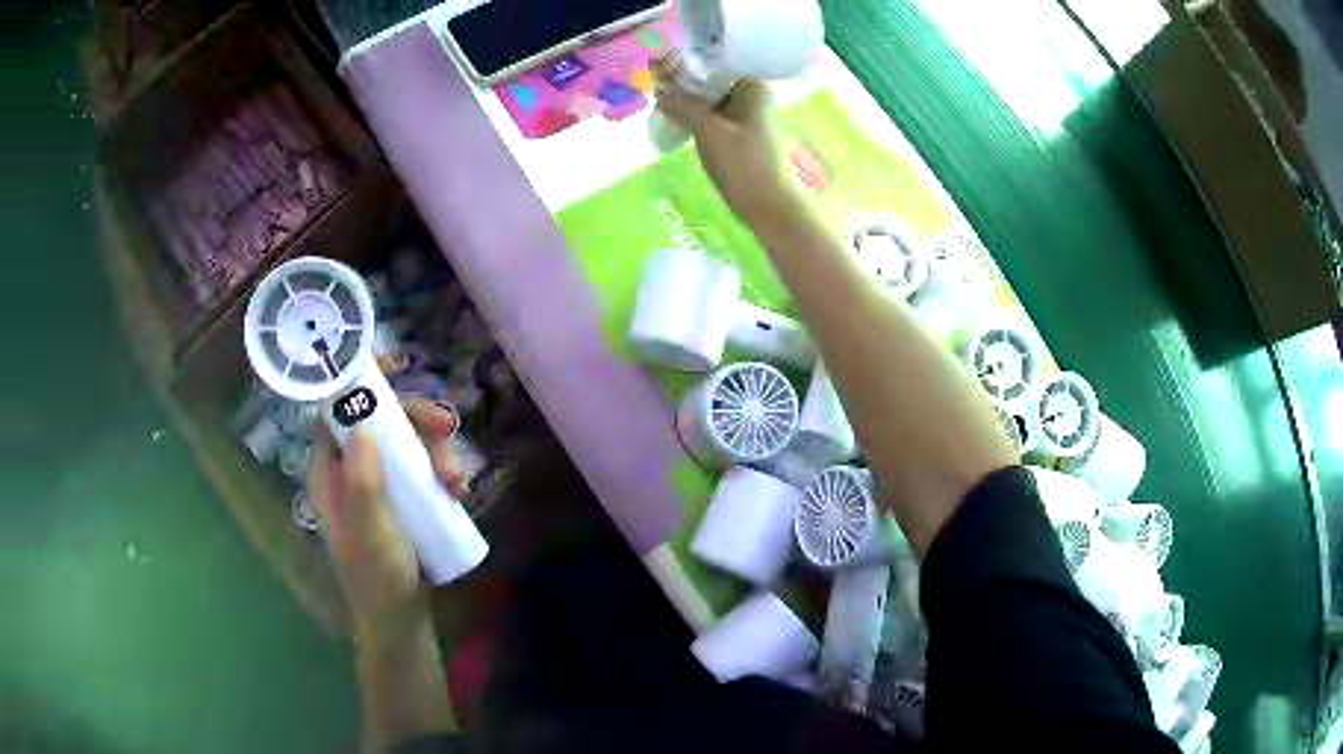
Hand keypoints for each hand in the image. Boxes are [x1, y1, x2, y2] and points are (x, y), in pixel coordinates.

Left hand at [307, 394, 466, 639]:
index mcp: (330, 471)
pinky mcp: (404, 500)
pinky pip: (424, 469)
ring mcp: (380, 485)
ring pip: (408, 443)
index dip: (360, 382)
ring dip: (438, 451)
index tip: (397, 366)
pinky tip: (461, 492)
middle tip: (449, 430)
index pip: (335, 410)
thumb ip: (362, 482)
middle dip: (417, 420)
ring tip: (459, 483)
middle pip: (381, 420)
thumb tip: (361, 422)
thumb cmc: (378, 579)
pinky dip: (444, 472)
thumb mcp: (370, 532)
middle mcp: (351, 470)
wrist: (401, 621)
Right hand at [654, 66, 800, 224]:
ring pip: (707, 92)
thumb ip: (682, 106)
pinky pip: (709, 110)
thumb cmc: (746, 165)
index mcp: (751, 83)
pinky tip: (670, 114)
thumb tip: (657, 89)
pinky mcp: (735, 129)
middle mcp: (749, 90)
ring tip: (656, 94)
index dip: (687, 56)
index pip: (715, 55)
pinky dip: (690, 110)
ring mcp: (742, 110)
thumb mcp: (710, 131)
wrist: (769, 205)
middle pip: (710, 72)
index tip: (659, 63)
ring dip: (684, 93)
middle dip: (682, 75)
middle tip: (652, 79)